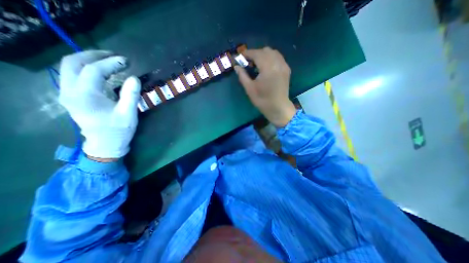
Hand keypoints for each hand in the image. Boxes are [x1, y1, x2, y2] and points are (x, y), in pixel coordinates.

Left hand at [58, 49, 140, 158]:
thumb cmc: (118, 130)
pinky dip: (86, 68)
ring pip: (69, 67)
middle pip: (73, 62)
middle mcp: (69, 91)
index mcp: (85, 96)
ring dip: (89, 60)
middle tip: (115, 56)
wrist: (105, 144)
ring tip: (109, 60)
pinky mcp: (71, 96)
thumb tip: (134, 78)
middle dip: (95, 55)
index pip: (94, 70)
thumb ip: (130, 95)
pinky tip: (101, 71)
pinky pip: (72, 74)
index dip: (111, 63)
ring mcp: (67, 93)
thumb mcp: (128, 114)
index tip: (126, 61)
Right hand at [235, 46, 295, 127]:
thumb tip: (236, 67)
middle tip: (248, 62)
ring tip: (257, 64)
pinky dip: (271, 58)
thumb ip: (242, 76)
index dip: (247, 53)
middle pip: (265, 50)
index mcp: (268, 68)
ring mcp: (284, 66)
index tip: (240, 56)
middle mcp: (277, 63)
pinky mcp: (287, 70)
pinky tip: (266, 67)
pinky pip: (278, 58)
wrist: (278, 108)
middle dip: (255, 54)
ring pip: (273, 52)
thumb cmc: (262, 100)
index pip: (256, 54)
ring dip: (263, 55)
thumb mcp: (249, 89)